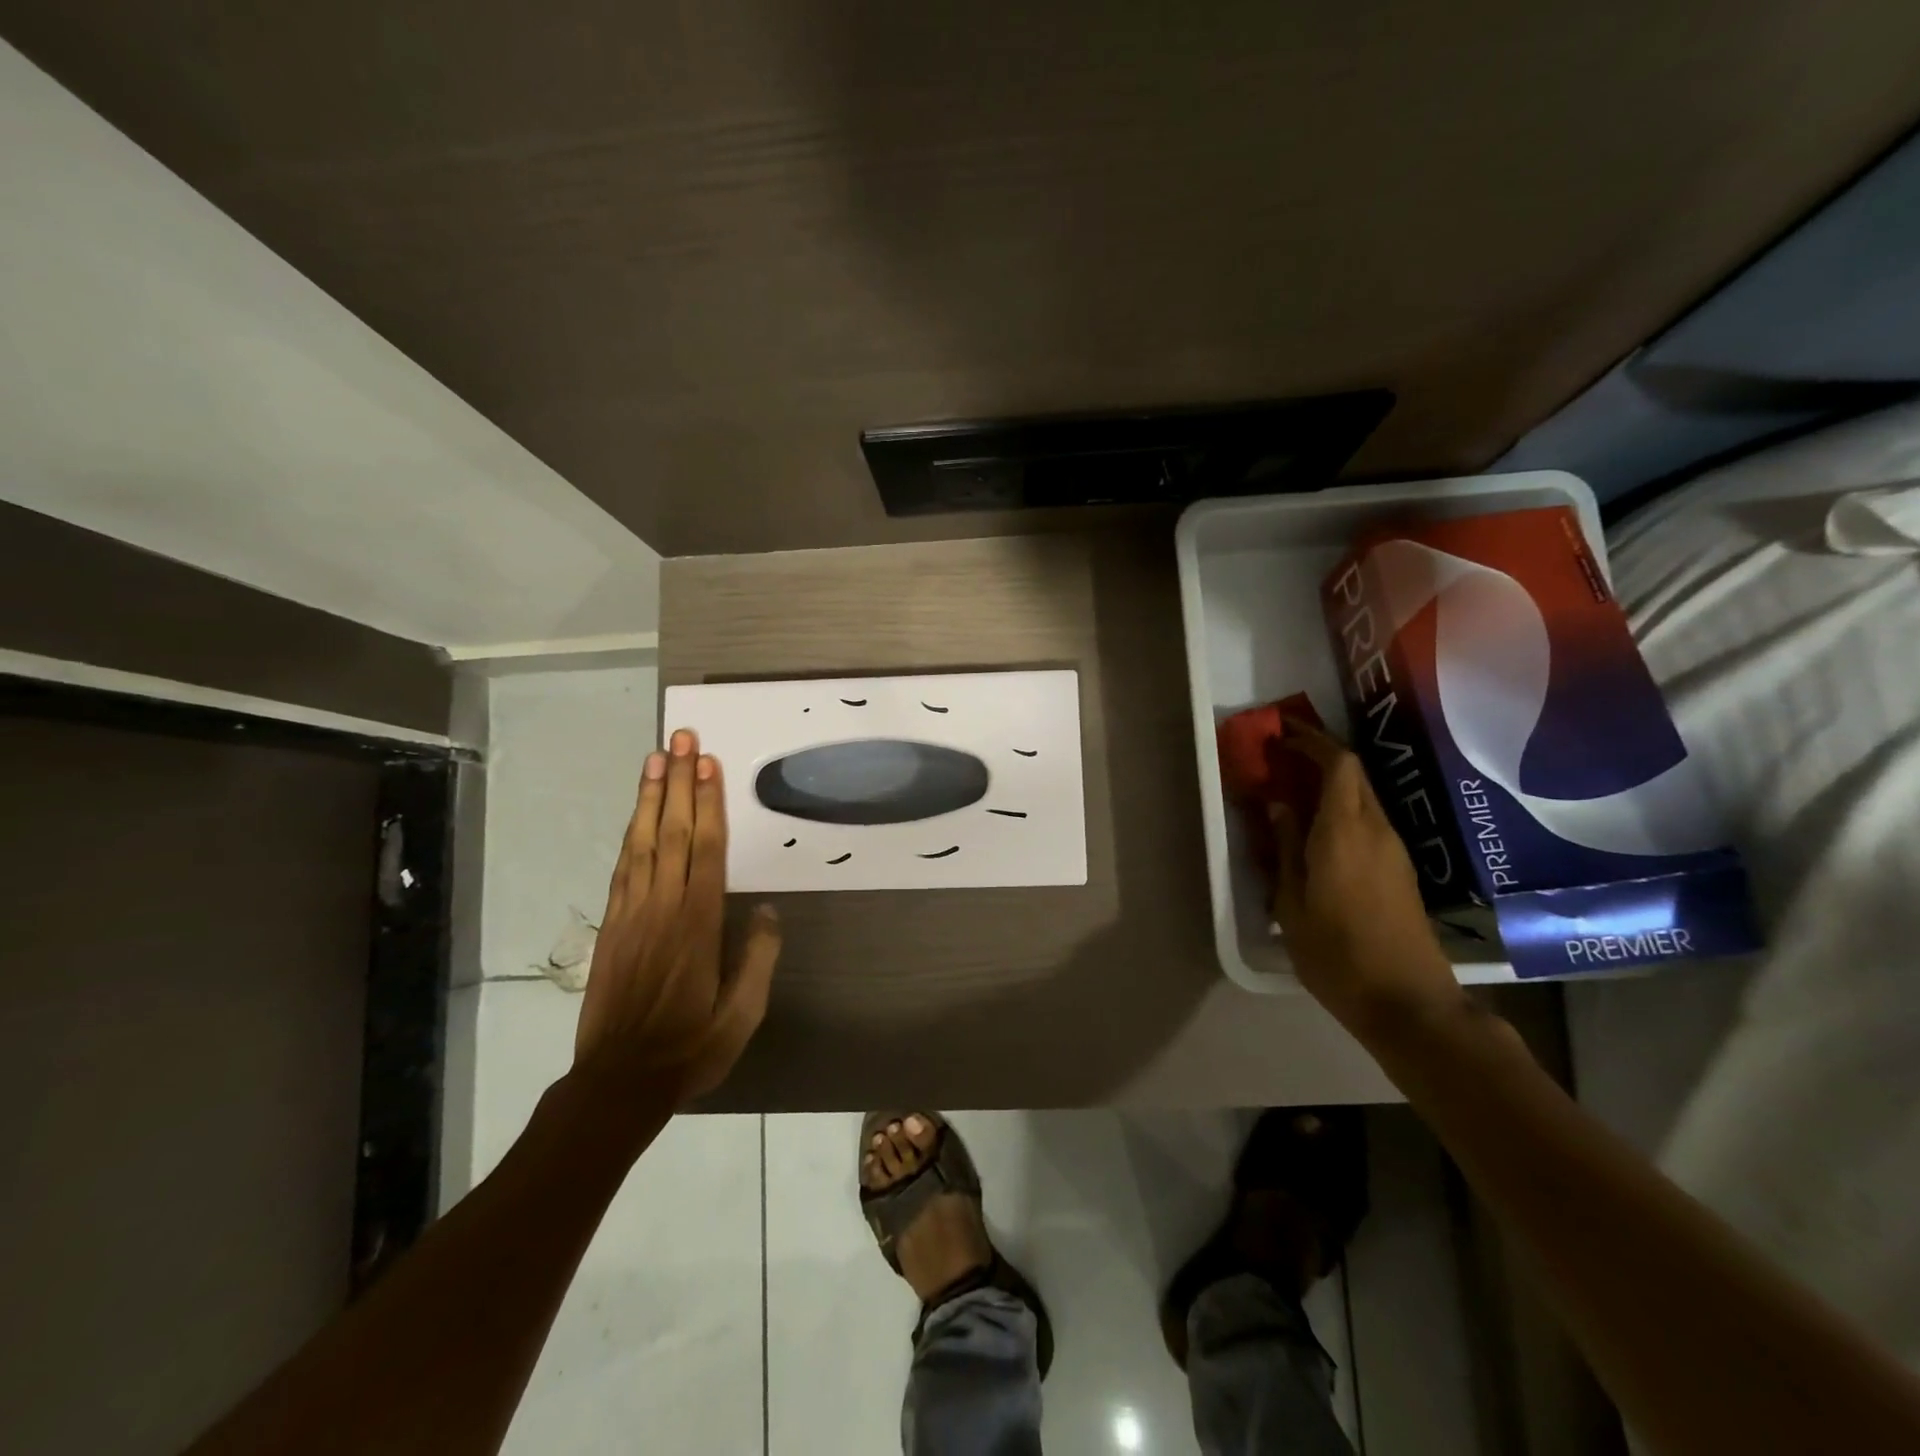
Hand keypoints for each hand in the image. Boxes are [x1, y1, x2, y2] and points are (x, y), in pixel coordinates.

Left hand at [573, 728, 781, 1107]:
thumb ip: (758, 957)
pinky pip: (623, 867)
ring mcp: (632, 913)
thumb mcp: (742, 1014)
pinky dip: (631, 833)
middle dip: (679, 782)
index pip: (705, 848)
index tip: (707, 763)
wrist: (619, 1081)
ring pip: (642, 842)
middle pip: (672, 832)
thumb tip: (766, 909)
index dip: (707, 802)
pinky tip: (637, 815)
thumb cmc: (690, 1046)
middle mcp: (663, 907)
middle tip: (682, 738)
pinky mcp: (612, 926)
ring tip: (656, 758)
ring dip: (650, 797)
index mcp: (698, 923)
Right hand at [1269, 718, 1462, 1034]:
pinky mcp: (1401, 870)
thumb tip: (1278, 806)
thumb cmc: (1337, 955)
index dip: (1312, 741)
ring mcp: (1395, 850)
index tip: (1282, 735)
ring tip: (1293, 792)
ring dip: (1331, 783)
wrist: (1409, 1003)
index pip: (1339, 765)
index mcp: (1344, 833)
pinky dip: (1342, 809)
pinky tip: (1318, 830)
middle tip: (1282, 758)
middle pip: (1355, 775)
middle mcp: (1376, 831)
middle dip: (1320, 756)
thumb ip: (1284, 849)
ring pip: (1363, 797)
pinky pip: (1369, 820)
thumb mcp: (1292, 904)